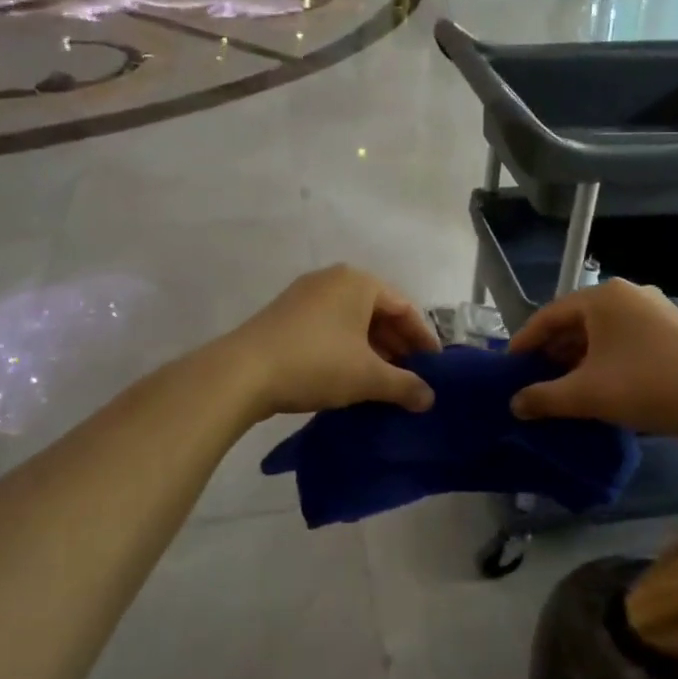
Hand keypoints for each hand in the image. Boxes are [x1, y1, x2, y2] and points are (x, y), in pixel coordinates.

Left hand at [227, 265, 439, 417]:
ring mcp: (306, 295)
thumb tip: (429, 398)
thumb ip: (404, 385)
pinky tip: (351, 377)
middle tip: (412, 377)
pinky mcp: (286, 315)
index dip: (423, 339)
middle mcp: (333, 280)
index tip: (435, 367)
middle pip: (378, 312)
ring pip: (353, 321)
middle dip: (397, 346)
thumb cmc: (316, 363)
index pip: (405, 307)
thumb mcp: (367, 377)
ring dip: (373, 350)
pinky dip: (347, 349)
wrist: (242, 373)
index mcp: (358, 282)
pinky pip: (330, 328)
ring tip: (385, 382)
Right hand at [509, 279, 677, 439]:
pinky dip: (605, 357)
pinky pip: (624, 337)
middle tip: (534, 379)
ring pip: (601, 331)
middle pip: (575, 321)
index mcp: (601, 298)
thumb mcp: (587, 395)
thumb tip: (515, 404)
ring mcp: (654, 308)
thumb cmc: (647, 386)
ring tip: (564, 385)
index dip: (525, 342)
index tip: (509, 367)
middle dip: (552, 351)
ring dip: (578, 356)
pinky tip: (601, 383)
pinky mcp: (672, 328)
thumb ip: (544, 398)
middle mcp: (626, 293)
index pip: (549, 315)